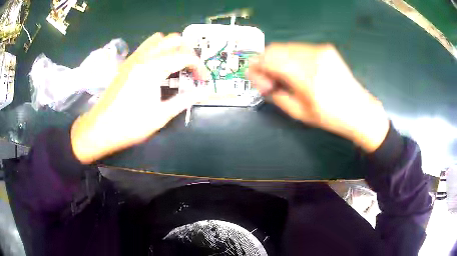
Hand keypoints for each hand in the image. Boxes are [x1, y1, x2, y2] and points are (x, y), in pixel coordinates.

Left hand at [71, 33, 207, 163]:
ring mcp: (133, 58)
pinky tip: (158, 67)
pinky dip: (158, 50)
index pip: (185, 56)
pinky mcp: (127, 63)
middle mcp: (144, 57)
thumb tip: (204, 92)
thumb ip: (185, 100)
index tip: (204, 80)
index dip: (199, 66)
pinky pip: (146, 46)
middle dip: (188, 51)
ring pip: (158, 39)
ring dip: (172, 47)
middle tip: (191, 69)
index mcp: (153, 68)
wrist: (100, 128)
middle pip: (173, 40)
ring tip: (176, 65)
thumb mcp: (160, 115)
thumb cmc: (130, 125)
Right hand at [247, 43, 388, 151]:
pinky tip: (297, 71)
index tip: (258, 81)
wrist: (359, 110)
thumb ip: (276, 95)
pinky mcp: (326, 49)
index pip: (267, 59)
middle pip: (274, 49)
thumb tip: (264, 83)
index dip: (256, 68)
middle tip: (270, 81)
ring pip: (286, 47)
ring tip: (284, 77)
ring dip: (278, 60)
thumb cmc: (331, 117)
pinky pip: (299, 48)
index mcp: (306, 76)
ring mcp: (320, 50)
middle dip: (265, 63)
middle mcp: (312, 56)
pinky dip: (291, 58)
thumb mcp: (299, 113)